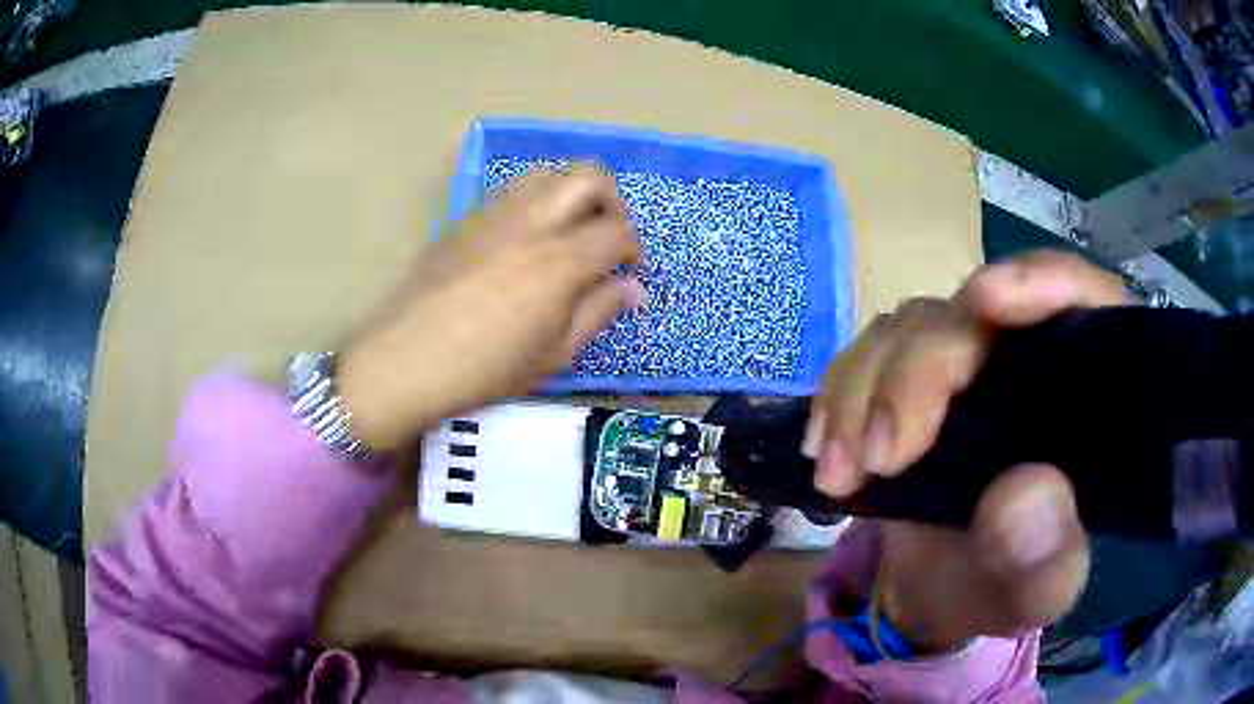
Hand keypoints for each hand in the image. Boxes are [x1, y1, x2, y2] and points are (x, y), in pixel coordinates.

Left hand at [338, 165, 644, 449]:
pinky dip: (536, 202)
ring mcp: (496, 213)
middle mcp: (533, 221)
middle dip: (613, 202)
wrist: (407, 359)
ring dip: (572, 194)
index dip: (634, 248)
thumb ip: (598, 312)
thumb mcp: (554, 354)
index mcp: (561, 260)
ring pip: (549, 173)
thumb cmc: (485, 369)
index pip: (618, 231)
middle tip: (608, 238)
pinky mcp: (467, 218)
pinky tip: (526, 240)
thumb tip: (634, 288)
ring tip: (568, 232)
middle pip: (590, 177)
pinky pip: (513, 190)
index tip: (629, 271)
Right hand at [806, 251, 1130, 651]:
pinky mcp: (913, 381)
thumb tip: (1024, 494)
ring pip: (911, 331)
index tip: (985, 301)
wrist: (947, 595)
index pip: (1083, 300)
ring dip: (861, 392)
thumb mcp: (1035, 593)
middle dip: (916, 377)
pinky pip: (869, 357)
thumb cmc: (1006, 587)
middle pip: (973, 318)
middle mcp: (1028, 359)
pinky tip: (824, 446)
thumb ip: (1044, 562)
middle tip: (876, 460)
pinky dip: (839, 396)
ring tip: (838, 472)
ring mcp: (966, 364)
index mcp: (1084, 393)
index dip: (1040, 282)